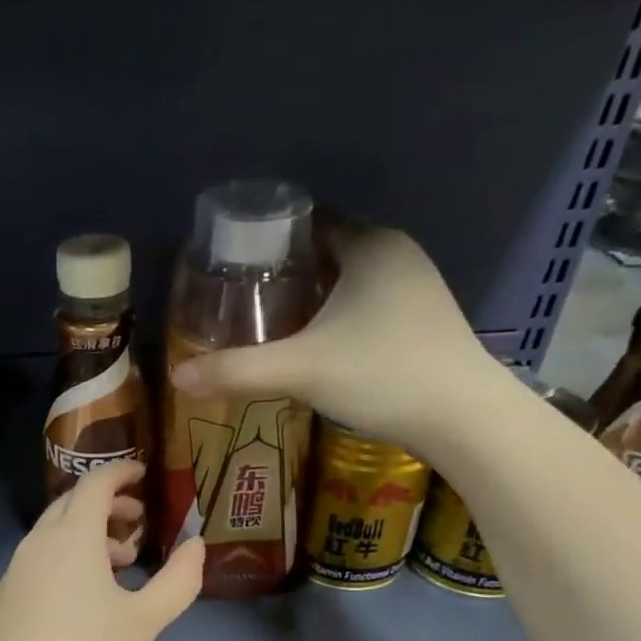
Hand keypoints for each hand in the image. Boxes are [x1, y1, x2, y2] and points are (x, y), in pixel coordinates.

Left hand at [0, 459, 204, 640]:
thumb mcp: (145, 620)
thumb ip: (178, 580)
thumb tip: (197, 546)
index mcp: (72, 536)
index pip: (95, 483)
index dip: (120, 472)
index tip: (143, 474)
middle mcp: (38, 543)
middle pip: (71, 504)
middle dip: (107, 505)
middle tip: (137, 524)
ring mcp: (14, 571)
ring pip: (53, 534)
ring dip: (87, 535)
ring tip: (119, 564)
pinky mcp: (3, 598)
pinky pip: (38, 560)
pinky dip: (65, 559)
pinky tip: (82, 598)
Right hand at [169, 224, 501, 456]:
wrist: (463, 418)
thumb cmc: (382, 374)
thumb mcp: (300, 370)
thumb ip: (237, 371)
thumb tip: (178, 376)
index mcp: (369, 245)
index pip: (309, 223)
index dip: (268, 241)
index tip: (233, 266)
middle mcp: (397, 254)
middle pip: (327, 252)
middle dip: (286, 273)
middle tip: (242, 301)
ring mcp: (417, 287)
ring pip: (350, 281)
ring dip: (314, 298)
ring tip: (271, 325)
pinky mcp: (424, 321)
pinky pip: (368, 305)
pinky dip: (339, 316)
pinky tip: (318, 346)